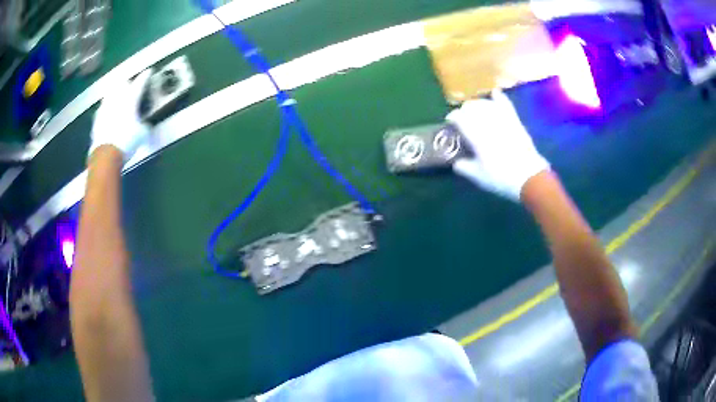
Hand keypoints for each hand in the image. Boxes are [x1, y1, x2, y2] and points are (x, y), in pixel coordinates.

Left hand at [89, 70, 151, 160]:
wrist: (106, 155)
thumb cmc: (127, 141)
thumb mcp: (142, 134)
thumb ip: (144, 125)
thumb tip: (144, 125)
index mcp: (130, 99)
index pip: (140, 83)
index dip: (145, 77)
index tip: (149, 72)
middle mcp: (117, 99)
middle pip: (122, 84)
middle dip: (126, 83)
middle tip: (130, 84)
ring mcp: (105, 108)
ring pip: (110, 94)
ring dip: (114, 93)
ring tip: (117, 95)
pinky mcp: (97, 120)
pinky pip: (102, 109)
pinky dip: (106, 109)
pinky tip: (108, 113)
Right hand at [447, 89, 548, 200]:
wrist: (529, 177)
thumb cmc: (501, 178)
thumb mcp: (479, 177)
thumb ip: (464, 167)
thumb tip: (456, 162)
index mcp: (476, 137)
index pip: (460, 118)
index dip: (452, 117)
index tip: (450, 122)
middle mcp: (488, 124)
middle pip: (472, 107)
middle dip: (464, 109)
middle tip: (462, 117)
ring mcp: (502, 121)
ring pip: (486, 104)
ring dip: (478, 104)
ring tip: (475, 109)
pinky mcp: (515, 121)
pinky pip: (506, 105)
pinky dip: (499, 98)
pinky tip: (495, 93)